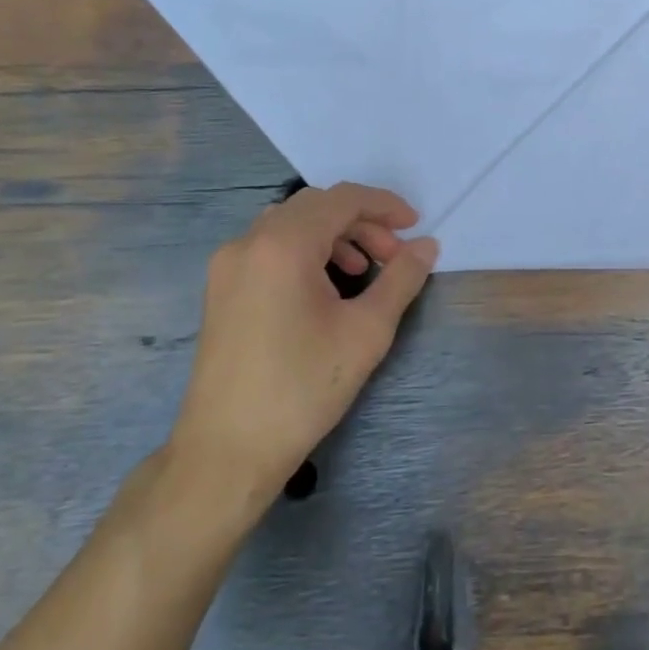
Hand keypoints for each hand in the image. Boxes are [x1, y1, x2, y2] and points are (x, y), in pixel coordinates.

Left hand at [168, 183, 437, 510]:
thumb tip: (427, 246)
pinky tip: (326, 287)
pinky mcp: (221, 288)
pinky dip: (306, 251)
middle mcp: (249, 242)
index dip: (384, 205)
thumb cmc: (303, 387)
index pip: (342, 199)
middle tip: (394, 256)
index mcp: (283, 245)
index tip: (415, 227)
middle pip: (315, 207)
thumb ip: (401, 279)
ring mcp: (228, 264)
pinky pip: (270, 247)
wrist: (228, 450)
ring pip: (291, 225)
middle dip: (361, 222)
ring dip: (334, 235)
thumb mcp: (366, 331)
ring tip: (365, 272)